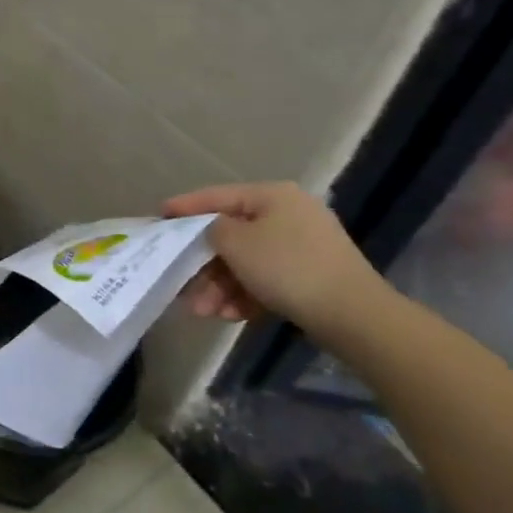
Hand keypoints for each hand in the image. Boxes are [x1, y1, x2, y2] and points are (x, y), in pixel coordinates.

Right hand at [164, 182, 386, 333]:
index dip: (185, 206)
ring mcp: (302, 247)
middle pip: (231, 235)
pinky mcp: (310, 277)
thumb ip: (210, 229)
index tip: (159, 216)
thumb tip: (211, 232)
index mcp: (272, 196)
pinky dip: (244, 295)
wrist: (353, 315)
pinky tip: (229, 316)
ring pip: (246, 262)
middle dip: (203, 264)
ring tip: (202, 312)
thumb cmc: (287, 268)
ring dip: (219, 286)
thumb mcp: (236, 242)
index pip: (217, 196)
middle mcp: (288, 214)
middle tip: (180, 284)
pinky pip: (265, 280)